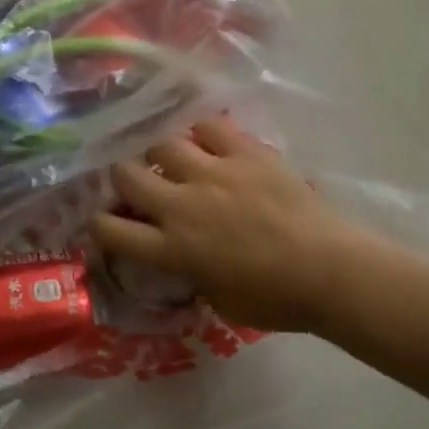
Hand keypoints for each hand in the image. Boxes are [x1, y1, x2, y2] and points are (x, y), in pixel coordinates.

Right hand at [90, 117, 353, 334]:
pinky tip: (208, 140)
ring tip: (171, 157)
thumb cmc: (277, 300)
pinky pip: (209, 127)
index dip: (98, 225)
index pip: (112, 231)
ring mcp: (213, 174)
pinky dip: (203, 133)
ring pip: (162, 144)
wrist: (331, 271)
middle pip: (126, 176)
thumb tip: (185, 260)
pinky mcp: (244, 153)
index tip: (103, 221)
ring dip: (160, 153)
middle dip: (122, 178)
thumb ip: (191, 275)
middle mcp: (182, 206)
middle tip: (134, 181)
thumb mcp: (220, 301)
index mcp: (173, 249)